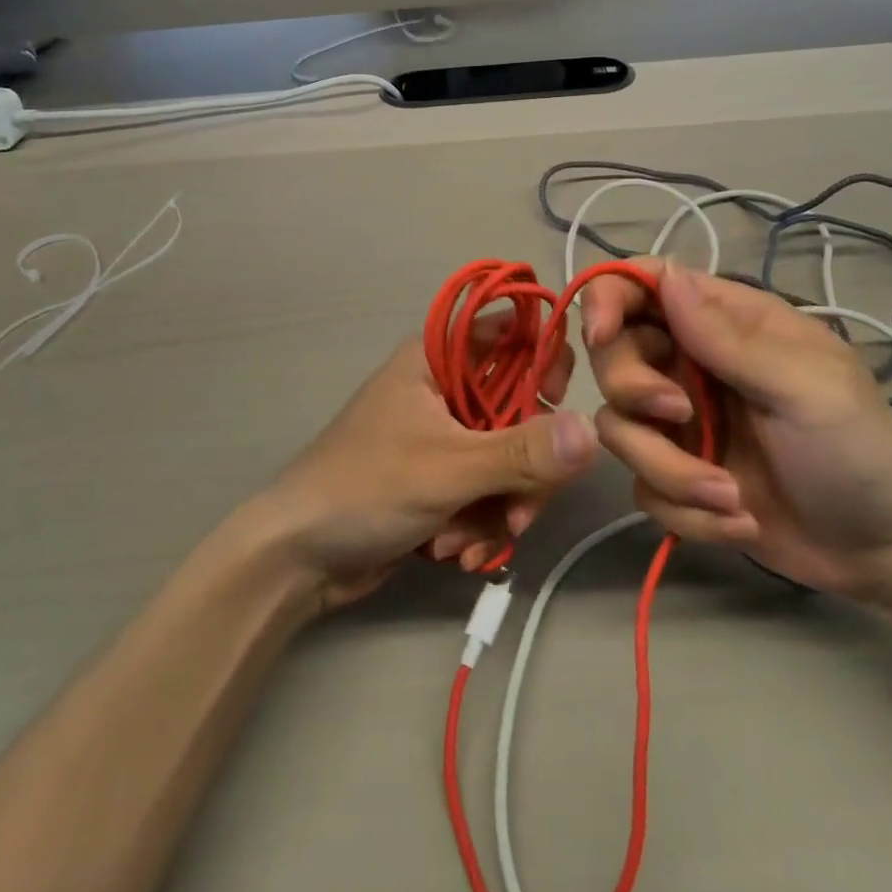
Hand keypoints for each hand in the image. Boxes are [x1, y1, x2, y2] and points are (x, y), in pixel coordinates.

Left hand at [249, 317, 596, 608]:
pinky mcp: (443, 478)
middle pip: (523, 410)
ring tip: (465, 542)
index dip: (545, 363)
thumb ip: (522, 451)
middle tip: (516, 513)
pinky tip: (456, 552)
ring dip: (499, 508)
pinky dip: (481, 524)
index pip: (514, 333)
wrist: (299, 557)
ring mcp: (446, 435)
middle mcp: (446, 388)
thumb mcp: (448, 468)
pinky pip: (489, 491)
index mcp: (438, 357)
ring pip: (511, 458)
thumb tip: (593, 431)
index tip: (556, 407)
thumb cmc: (365, 488)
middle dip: (523, 471)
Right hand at [582, 259, 891, 599]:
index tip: (601, 335)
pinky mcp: (677, 478)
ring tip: (730, 497)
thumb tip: (664, 274)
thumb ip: (727, 336)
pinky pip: (642, 484)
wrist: (887, 553)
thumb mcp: (804, 387)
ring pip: (619, 428)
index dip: (608, 298)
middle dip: (635, 391)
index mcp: (723, 324)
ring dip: (669, 469)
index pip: (642, 286)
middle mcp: (689, 366)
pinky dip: (685, 509)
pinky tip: (739, 520)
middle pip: (613, 356)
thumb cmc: (859, 450)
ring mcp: (679, 424)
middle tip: (681, 416)